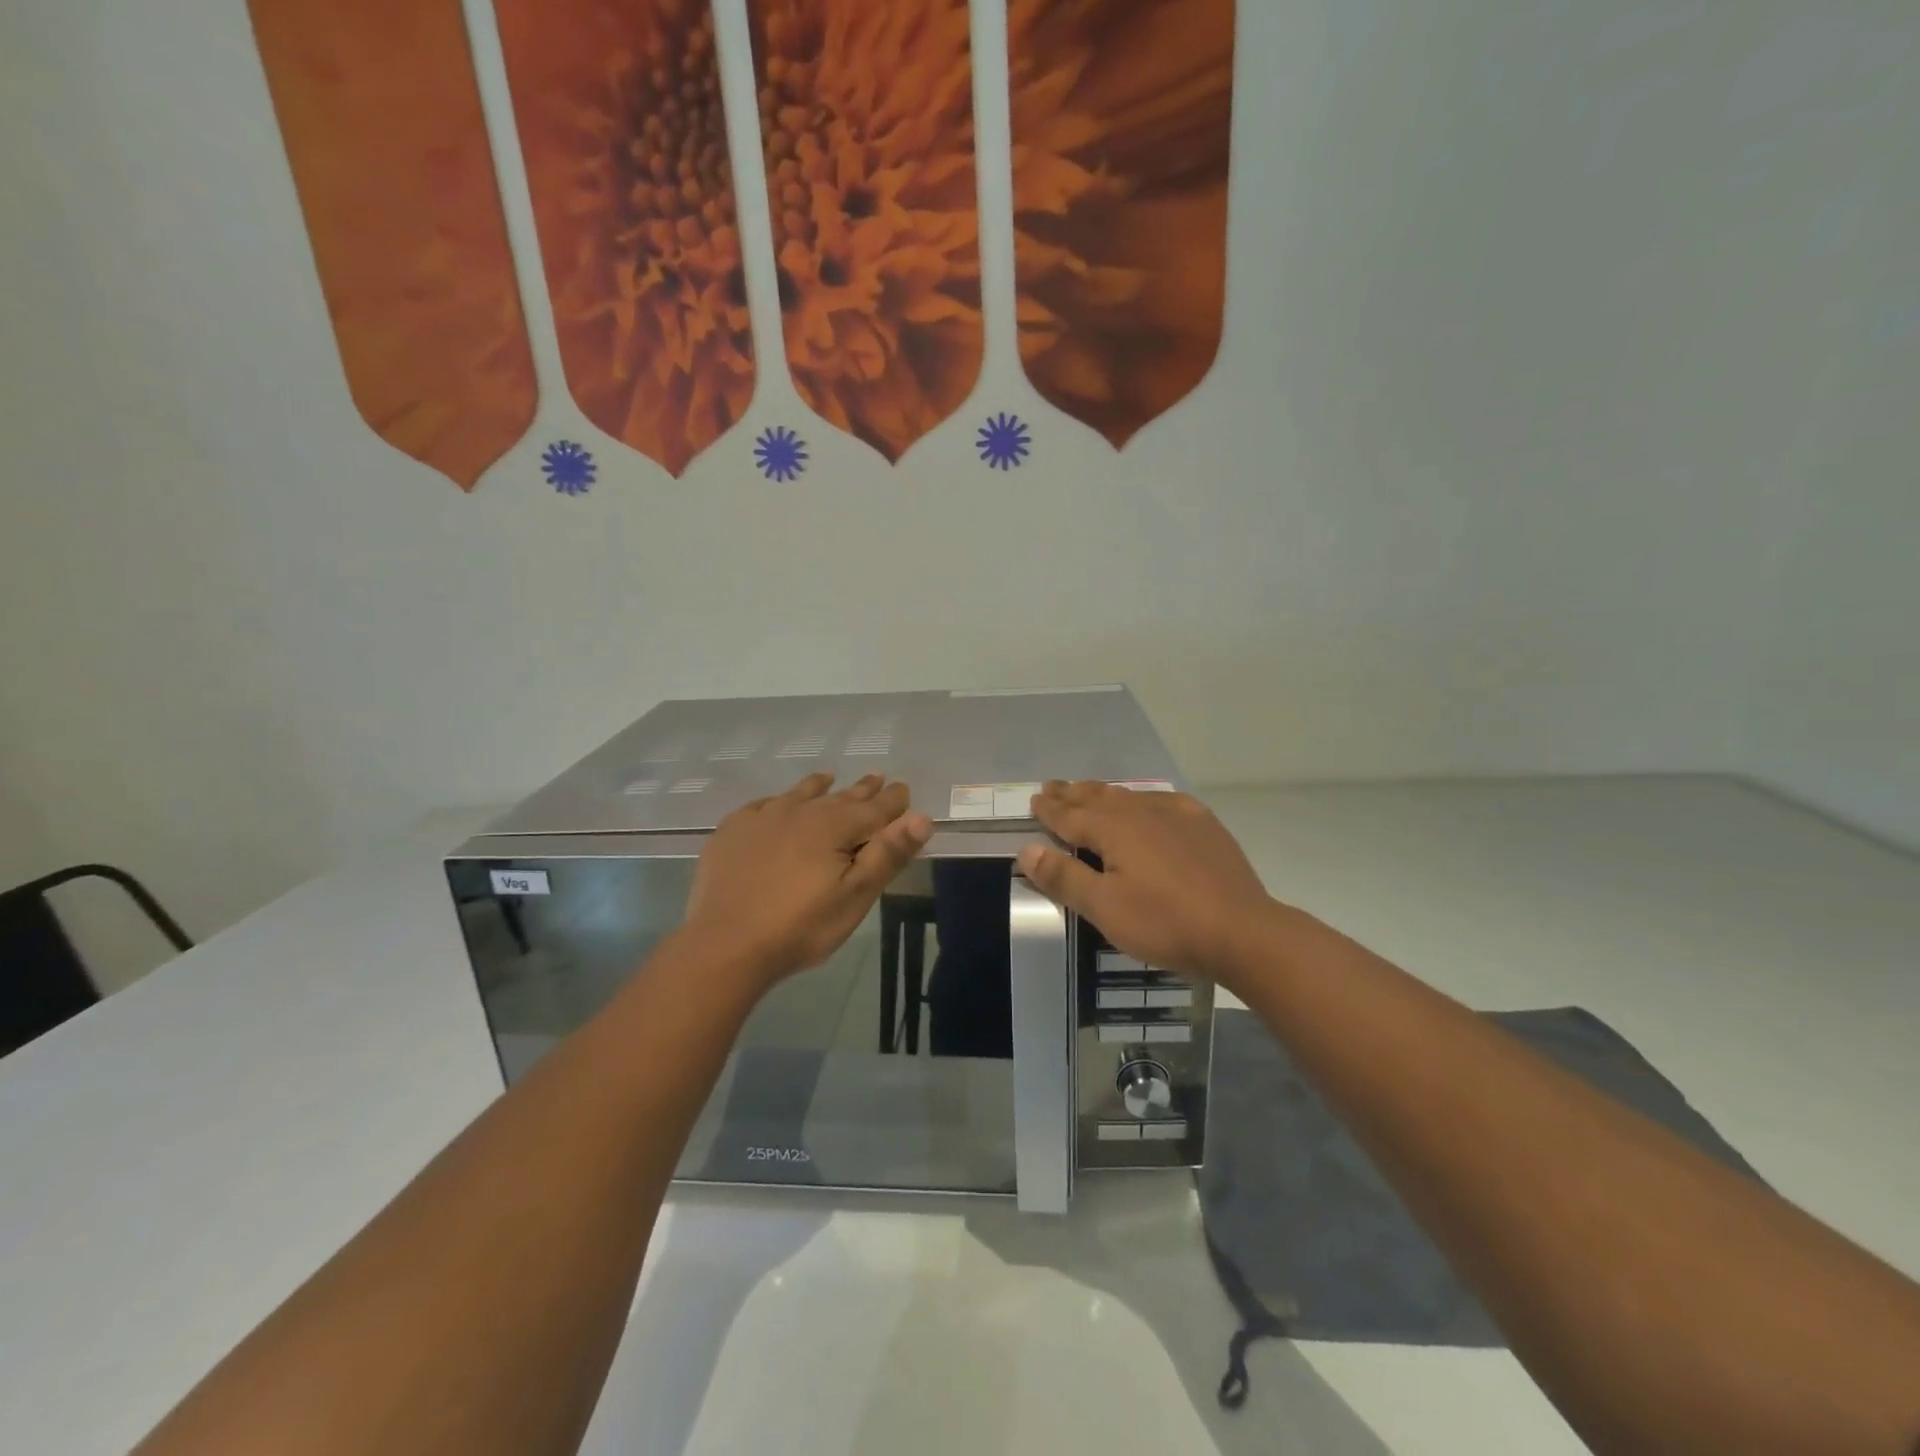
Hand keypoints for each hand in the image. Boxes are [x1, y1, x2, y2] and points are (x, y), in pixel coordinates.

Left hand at [683, 773, 931, 984]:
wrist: (725, 945)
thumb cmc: (799, 927)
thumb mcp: (854, 897)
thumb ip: (887, 854)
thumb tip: (921, 817)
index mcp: (833, 827)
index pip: (874, 808)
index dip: (893, 800)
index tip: (903, 788)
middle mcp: (799, 812)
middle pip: (839, 797)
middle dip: (861, 790)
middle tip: (877, 778)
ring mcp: (762, 818)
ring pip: (799, 794)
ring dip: (818, 787)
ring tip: (828, 779)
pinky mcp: (732, 831)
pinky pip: (762, 805)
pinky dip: (778, 801)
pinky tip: (776, 804)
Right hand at [1015, 780, 1276, 982]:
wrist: (1242, 931)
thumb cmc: (1165, 922)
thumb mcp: (1105, 908)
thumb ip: (1064, 877)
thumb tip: (1027, 849)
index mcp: (1113, 829)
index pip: (1070, 815)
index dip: (1050, 809)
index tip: (1034, 800)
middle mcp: (1141, 812)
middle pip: (1098, 798)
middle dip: (1073, 794)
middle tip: (1053, 787)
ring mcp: (1177, 815)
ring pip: (1130, 796)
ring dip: (1104, 793)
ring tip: (1090, 790)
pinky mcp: (1204, 826)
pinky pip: (1164, 801)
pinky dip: (1144, 799)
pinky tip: (1149, 804)